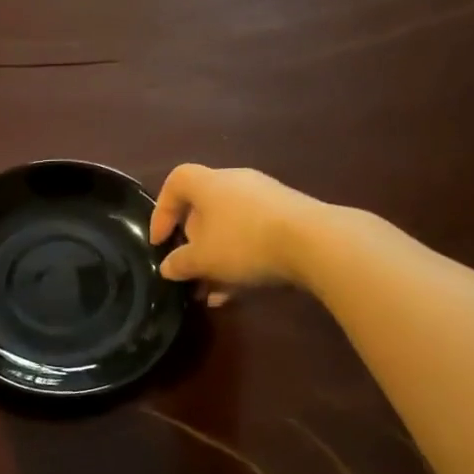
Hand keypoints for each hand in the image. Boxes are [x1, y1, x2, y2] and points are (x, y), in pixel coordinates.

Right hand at [149, 165, 323, 294]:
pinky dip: (239, 260)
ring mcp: (266, 200)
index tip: (159, 241)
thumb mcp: (202, 260)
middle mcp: (237, 184)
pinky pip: (252, 237)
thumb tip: (168, 267)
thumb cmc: (244, 243)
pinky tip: (236, 292)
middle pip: (204, 208)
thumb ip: (179, 263)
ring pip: (229, 228)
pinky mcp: (288, 217)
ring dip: (215, 258)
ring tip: (210, 290)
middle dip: (192, 242)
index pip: (176, 181)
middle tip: (188, 268)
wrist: (314, 243)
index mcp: (210, 184)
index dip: (162, 210)